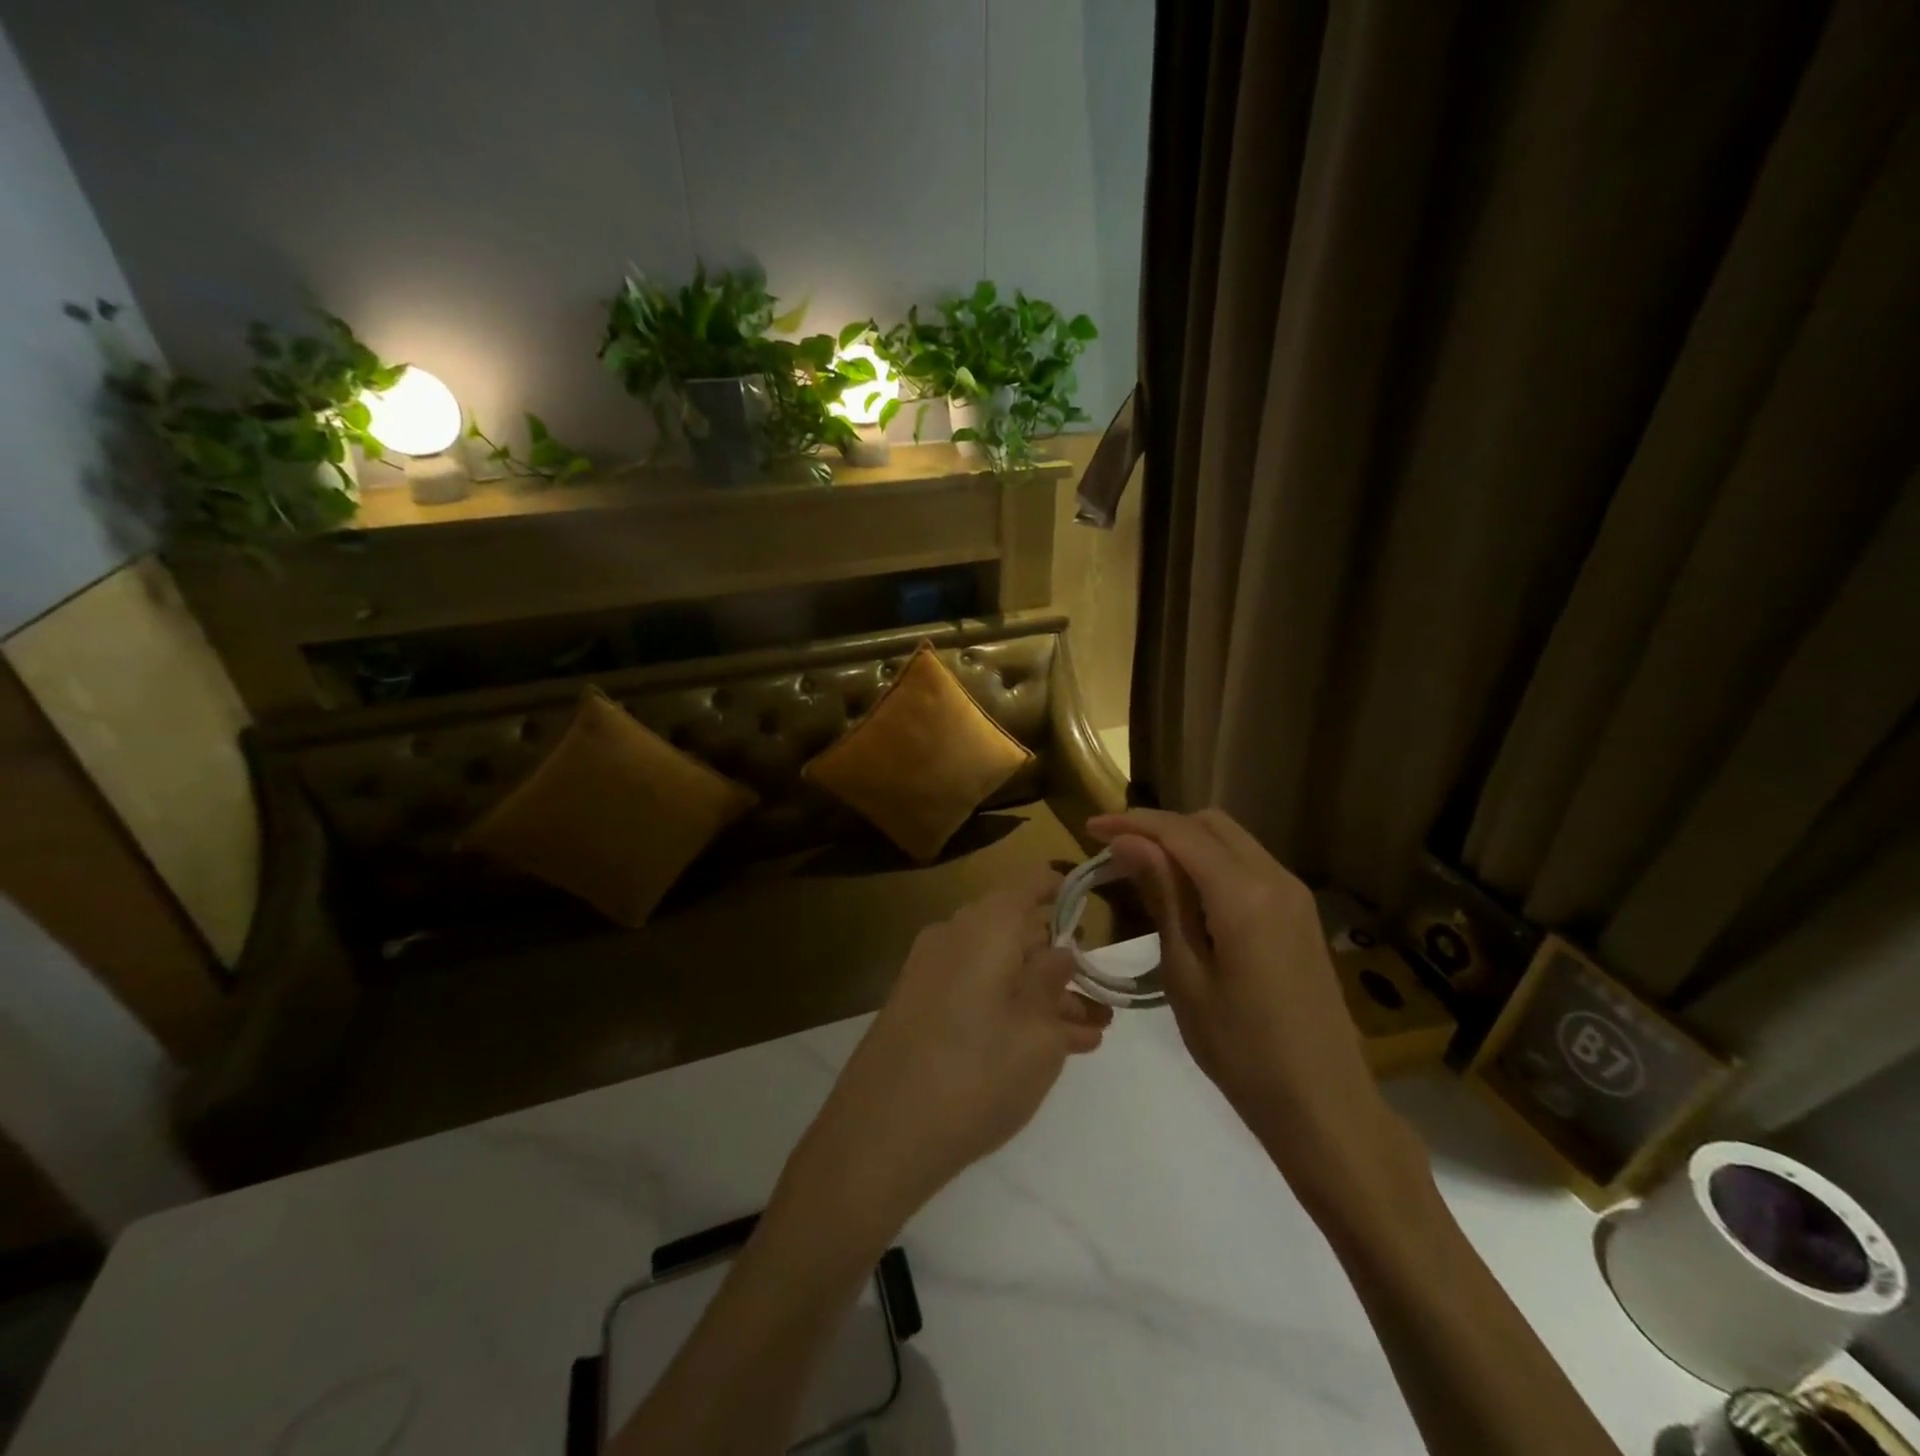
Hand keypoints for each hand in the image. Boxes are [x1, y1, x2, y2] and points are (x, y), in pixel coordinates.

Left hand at [782, 865, 1112, 1237]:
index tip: (1095, 911)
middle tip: (1100, 1001)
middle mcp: (954, 935)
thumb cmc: (978, 1072)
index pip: (1031, 883)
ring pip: (999, 967)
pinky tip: (1045, 1047)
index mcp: (986, 924)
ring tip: (1087, 1034)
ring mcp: (931, 971)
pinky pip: (975, 991)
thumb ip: (1056, 983)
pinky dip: (1009, 1008)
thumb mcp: (1038, 1031)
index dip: (1066, 891)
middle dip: (1061, 964)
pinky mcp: (918, 1006)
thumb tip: (1061, 951)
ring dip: (1042, 995)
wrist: (880, 1134)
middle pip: (1017, 930)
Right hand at [1087, 808, 1421, 1212]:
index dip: (1133, 822)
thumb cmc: (1242, 1051)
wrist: (1325, 1106)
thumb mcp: (1187, 975)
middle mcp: (1276, 879)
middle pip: (1210, 824)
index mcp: (1245, 895)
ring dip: (1186, 843)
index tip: (1091, 827)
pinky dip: (1211, 863)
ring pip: (1232, 840)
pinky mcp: (1300, 914)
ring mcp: (1295, 895)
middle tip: (1116, 851)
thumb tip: (1128, 843)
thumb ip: (1162, 898)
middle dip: (1160, 826)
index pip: (1181, 833)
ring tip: (1143, 870)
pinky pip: (1249, 865)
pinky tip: (1186, 895)